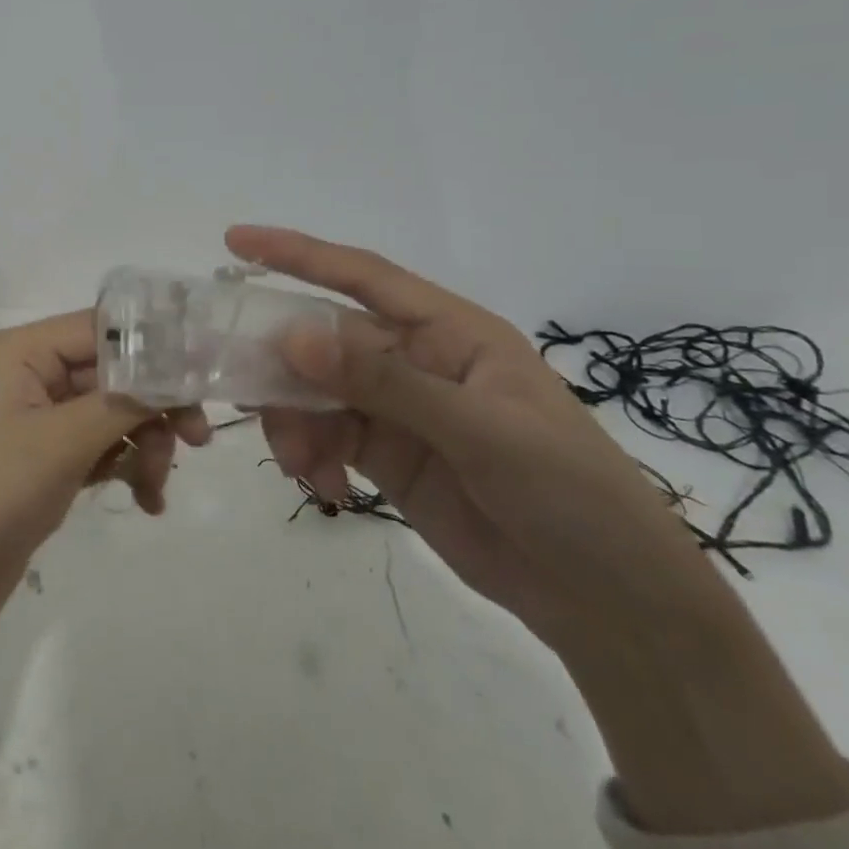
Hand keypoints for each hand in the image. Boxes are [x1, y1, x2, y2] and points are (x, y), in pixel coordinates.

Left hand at [0, 310, 210, 661]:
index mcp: (22, 351)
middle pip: (111, 372)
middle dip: (154, 406)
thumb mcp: (62, 441)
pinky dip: (123, 467)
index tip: (206, 377)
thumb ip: (126, 400)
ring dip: (142, 443)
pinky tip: (145, 500)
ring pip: (109, 413)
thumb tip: (180, 369)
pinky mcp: (39, 464)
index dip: (156, 347)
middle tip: (196, 441)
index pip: (103, 328)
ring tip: (155, 487)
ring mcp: (33, 422)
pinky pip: (95, 448)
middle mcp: (27, 375)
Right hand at [227, 225, 727, 651]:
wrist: (612, 605)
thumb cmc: (571, 496)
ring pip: (316, 391)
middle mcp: (417, 360)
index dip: (298, 254)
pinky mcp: (387, 455)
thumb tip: (293, 336)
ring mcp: (398, 409)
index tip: (236, 242)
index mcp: (450, 331)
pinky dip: (310, 455)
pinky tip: (325, 488)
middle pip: (325, 339)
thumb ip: (383, 382)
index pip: (363, 276)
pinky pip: (325, 436)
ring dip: (293, 419)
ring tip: (301, 464)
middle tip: (243, 389)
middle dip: (282, 361)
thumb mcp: (482, 432)